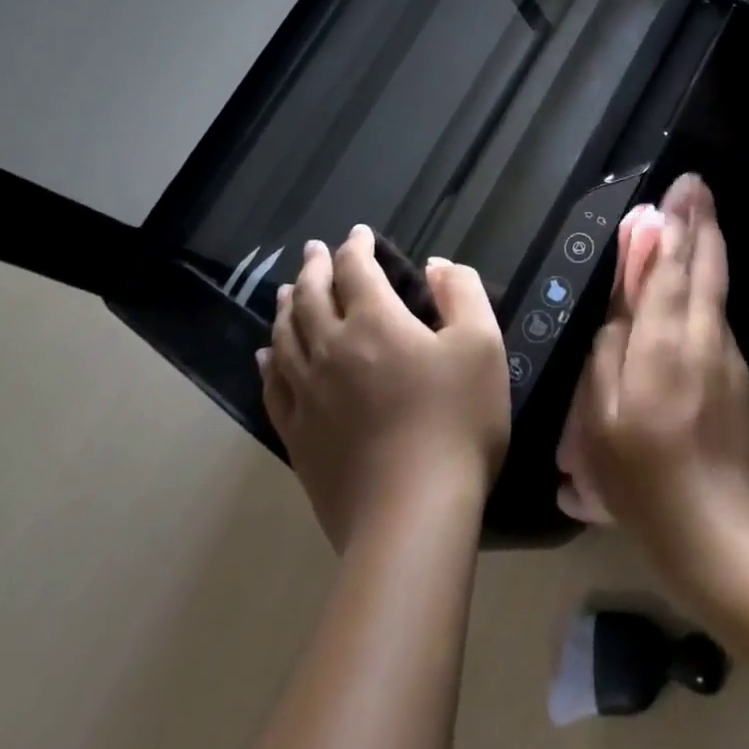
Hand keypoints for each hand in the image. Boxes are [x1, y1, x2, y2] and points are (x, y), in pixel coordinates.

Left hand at [260, 226, 509, 550]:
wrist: (412, 514)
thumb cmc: (456, 421)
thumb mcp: (482, 345)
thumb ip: (463, 293)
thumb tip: (436, 266)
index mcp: (375, 322)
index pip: (356, 270)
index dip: (356, 246)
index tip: (359, 234)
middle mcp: (331, 348)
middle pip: (310, 296)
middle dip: (314, 267)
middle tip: (314, 250)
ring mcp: (307, 393)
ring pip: (284, 336)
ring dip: (285, 306)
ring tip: (285, 290)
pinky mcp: (298, 435)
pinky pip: (273, 386)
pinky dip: (269, 361)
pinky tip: (266, 355)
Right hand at [575, 174, 748, 584]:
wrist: (722, 534)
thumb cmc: (645, 478)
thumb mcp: (603, 418)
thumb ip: (609, 349)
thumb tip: (622, 302)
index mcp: (665, 344)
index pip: (671, 269)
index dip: (673, 227)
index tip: (680, 189)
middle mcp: (703, 339)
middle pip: (705, 268)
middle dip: (700, 223)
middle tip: (697, 186)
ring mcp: (728, 359)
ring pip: (716, 291)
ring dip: (706, 250)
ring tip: (696, 217)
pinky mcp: (740, 380)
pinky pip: (717, 320)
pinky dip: (707, 290)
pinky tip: (698, 284)